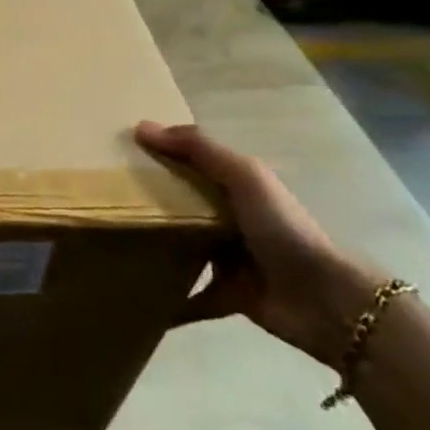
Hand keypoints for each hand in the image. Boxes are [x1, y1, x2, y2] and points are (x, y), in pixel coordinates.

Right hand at [137, 122, 381, 365]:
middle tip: (104, 197)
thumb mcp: (244, 176)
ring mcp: (231, 259)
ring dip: (158, 246)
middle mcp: (232, 218)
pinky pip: (193, 297)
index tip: (118, 152)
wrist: (326, 301)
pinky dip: (171, 302)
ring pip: (185, 247)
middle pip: (184, 204)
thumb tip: (140, 127)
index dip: (161, 154)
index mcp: (237, 186)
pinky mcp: (229, 296)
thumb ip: (198, 148)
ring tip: (115, 241)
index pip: (193, 163)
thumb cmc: (283, 228)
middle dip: (151, 200)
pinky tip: (141, 301)